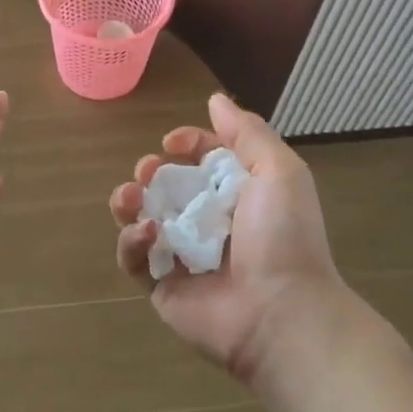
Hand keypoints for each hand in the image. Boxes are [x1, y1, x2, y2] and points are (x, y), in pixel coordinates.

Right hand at [110, 94, 345, 385]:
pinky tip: (146, 233)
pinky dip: (131, 242)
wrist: (280, 311)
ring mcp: (182, 256)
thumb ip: (247, 132)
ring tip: (131, 198)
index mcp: (238, 196)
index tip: (172, 142)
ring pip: (141, 219)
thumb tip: (215, 100)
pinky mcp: (161, 287)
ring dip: (129, 202)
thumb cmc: (283, 237)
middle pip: (166, 187)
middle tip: (147, 172)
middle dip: (151, 172)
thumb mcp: (279, 171)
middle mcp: (208, 223)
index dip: (186, 145)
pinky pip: (134, 259)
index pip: (202, 161)